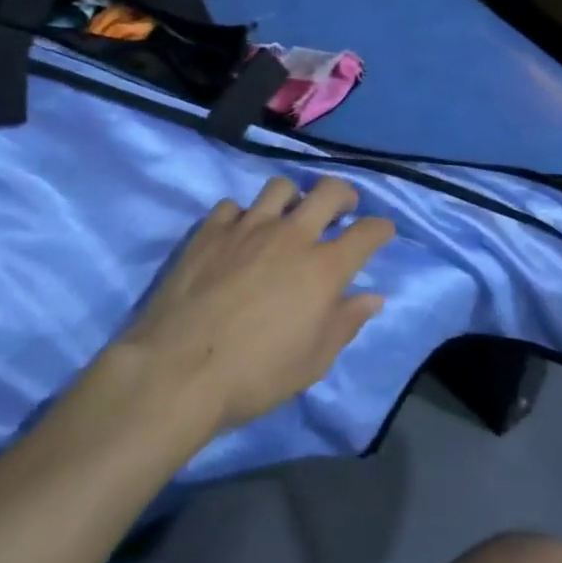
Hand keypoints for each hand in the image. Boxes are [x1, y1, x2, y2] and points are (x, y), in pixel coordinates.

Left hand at [120, 176, 395, 434]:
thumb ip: (346, 323)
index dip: (381, 228)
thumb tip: (372, 297)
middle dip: (344, 195)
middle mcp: (291, 236)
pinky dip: (243, 216)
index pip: (367, 232)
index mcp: (324, 268)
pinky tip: (238, 236)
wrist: (178, 370)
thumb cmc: (255, 375)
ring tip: (288, 216)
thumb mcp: (313, 361)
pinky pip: (234, 206)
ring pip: (280, 187)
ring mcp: (248, 227)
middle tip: (342, 210)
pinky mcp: (211, 230)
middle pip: (329, 191)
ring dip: (293, 198)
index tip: (382, 232)